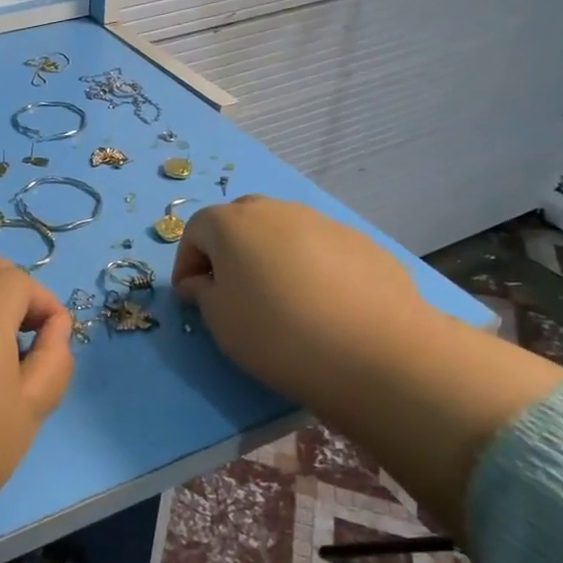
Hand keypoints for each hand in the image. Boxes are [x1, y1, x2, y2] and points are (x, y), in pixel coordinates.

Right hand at [172, 195, 562, 538]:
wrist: (375, 352)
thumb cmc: (277, 334)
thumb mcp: (220, 321)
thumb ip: (202, 293)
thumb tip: (202, 282)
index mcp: (233, 223)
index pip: (195, 230)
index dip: (187, 263)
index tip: (192, 297)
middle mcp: (277, 210)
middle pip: (240, 222)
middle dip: (228, 252)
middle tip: (232, 292)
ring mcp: (323, 222)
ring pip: (283, 233)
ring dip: (270, 258)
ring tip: (281, 301)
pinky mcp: (362, 243)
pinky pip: (320, 249)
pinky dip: (310, 268)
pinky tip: (322, 306)